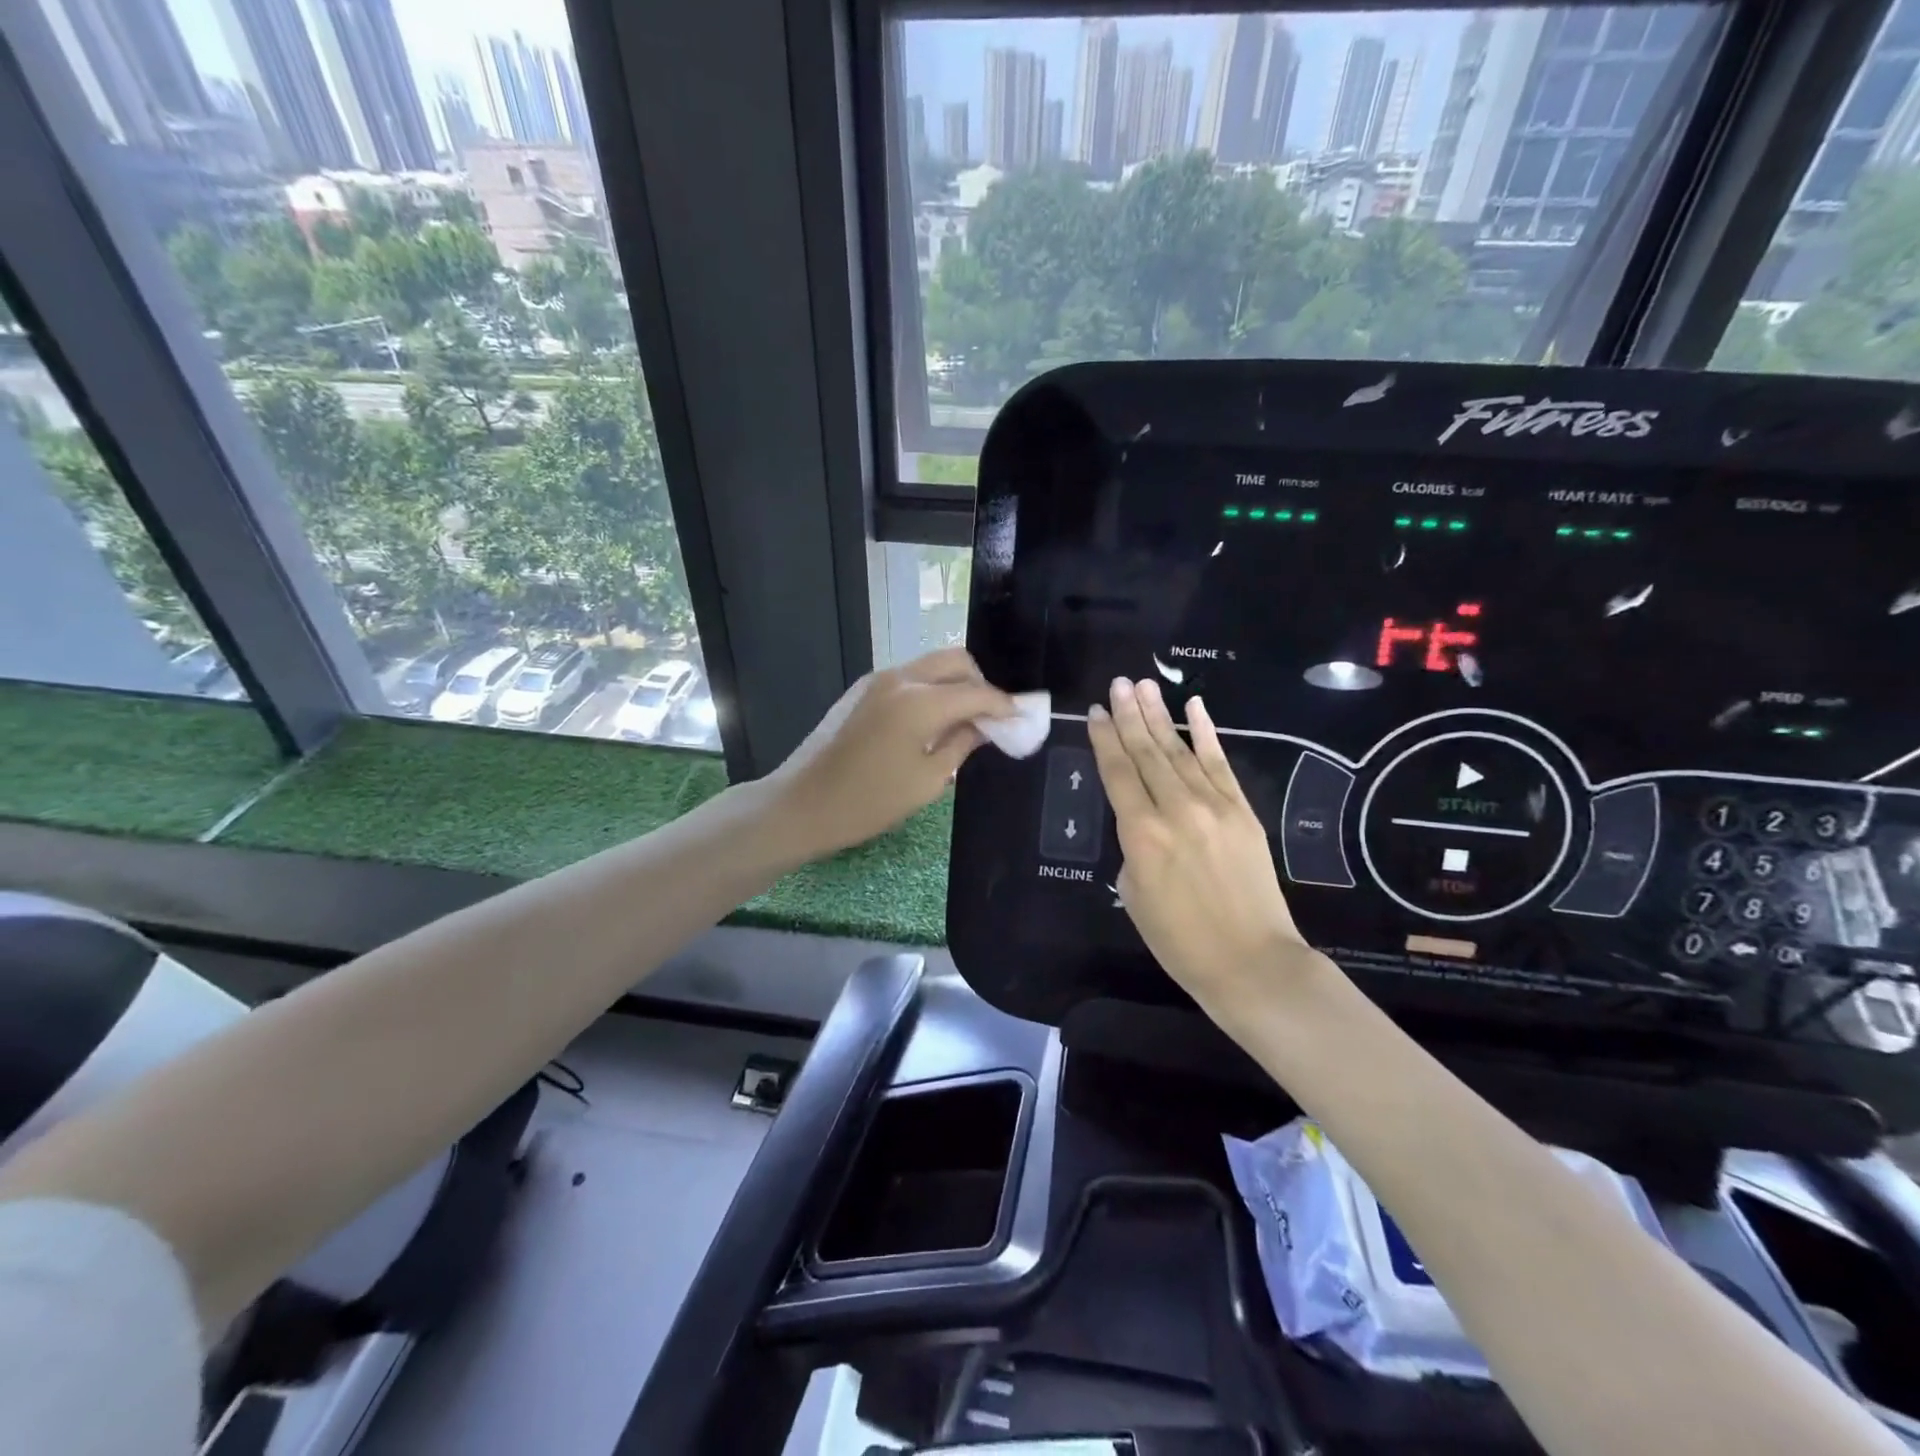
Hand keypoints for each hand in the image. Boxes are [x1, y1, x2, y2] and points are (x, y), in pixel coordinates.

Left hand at [766, 648, 1015, 858]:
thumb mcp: (927, 781)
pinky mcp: (862, 690)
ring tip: (964, 721)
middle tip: (992, 717)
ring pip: (931, 665)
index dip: (1005, 706)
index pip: (977, 692)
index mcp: (920, 702)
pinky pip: (909, 677)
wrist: (801, 804)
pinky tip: (932, 721)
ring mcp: (877, 680)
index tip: (1023, 719)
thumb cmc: (869, 801)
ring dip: (955, 684)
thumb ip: (962, 744)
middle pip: (956, 661)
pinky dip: (931, 689)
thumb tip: (985, 727)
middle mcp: (900, 678)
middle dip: (981, 684)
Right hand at [1087, 677, 1316, 1020]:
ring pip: (1180, 750)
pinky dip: (1207, 733)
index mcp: (1141, 833)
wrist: (1250, 961)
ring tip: (1144, 685)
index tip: (1096, 711)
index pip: (1117, 773)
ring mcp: (1214, 805)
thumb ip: (1134, 846)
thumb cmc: (1179, 940)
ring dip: (1160, 716)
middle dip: (1130, 715)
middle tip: (1118, 683)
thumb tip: (1143, 820)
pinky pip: (1220, 763)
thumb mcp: (1134, 893)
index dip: (1105, 739)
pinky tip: (1195, 707)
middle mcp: (1176, 809)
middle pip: (1147, 752)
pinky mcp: (1242, 810)